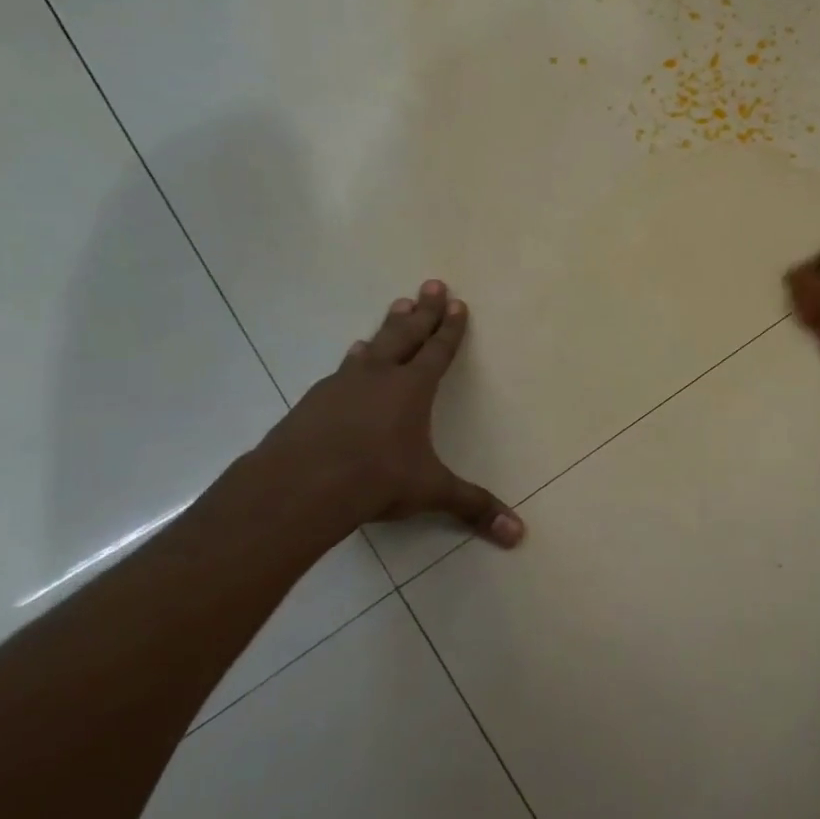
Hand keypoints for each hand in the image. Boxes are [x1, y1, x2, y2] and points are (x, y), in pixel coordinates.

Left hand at [248, 280, 522, 555]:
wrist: (300, 486)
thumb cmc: (376, 480)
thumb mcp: (431, 492)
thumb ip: (473, 507)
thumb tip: (519, 534)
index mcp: (412, 389)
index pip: (438, 351)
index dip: (450, 328)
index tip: (457, 303)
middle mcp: (379, 377)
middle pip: (406, 334)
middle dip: (423, 310)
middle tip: (431, 284)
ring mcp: (342, 385)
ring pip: (372, 346)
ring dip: (387, 327)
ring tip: (395, 308)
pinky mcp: (314, 401)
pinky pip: (342, 371)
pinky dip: (354, 361)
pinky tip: (350, 360)